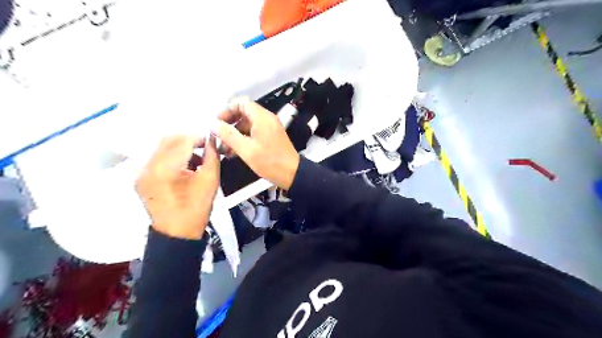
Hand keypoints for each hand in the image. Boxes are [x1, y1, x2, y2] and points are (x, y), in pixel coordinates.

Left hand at [135, 135, 220, 239]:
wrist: (177, 234)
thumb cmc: (196, 209)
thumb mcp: (210, 181)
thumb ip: (212, 156)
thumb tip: (212, 140)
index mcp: (165, 169)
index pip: (183, 141)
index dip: (199, 138)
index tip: (211, 141)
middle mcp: (148, 167)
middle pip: (168, 140)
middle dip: (188, 140)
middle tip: (204, 147)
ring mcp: (141, 172)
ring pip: (161, 147)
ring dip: (179, 147)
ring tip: (195, 159)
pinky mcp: (141, 178)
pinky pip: (156, 158)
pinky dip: (171, 157)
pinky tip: (183, 167)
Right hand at [211, 96, 300, 190]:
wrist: (292, 174)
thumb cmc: (270, 162)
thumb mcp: (246, 149)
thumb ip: (228, 135)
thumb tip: (212, 124)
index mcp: (262, 117)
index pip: (241, 103)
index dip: (226, 110)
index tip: (217, 122)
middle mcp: (266, 119)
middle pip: (243, 113)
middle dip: (229, 124)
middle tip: (218, 135)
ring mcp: (269, 128)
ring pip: (247, 125)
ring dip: (234, 134)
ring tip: (223, 148)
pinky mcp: (270, 138)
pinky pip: (253, 133)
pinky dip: (243, 139)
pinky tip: (233, 152)